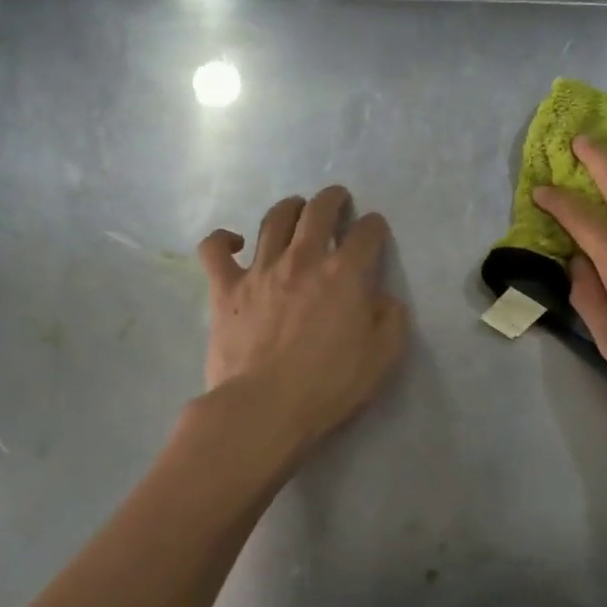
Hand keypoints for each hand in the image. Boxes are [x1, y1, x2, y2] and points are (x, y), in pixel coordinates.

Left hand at [196, 186, 407, 454]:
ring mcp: (261, 270)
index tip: (374, 230)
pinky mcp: (225, 288)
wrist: (265, 407)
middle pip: (319, 211)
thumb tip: (383, 298)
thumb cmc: (330, 385)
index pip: (367, 232)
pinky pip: (214, 249)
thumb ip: (391, 318)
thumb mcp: (383, 356)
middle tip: (337, 200)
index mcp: (346, 274)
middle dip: (333, 199)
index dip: (374, 226)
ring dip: (289, 208)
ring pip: (274, 220)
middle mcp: (304, 259)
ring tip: (296, 210)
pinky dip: (222, 240)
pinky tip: (234, 243)